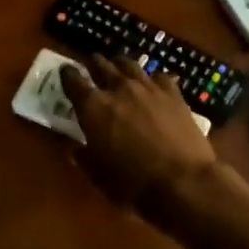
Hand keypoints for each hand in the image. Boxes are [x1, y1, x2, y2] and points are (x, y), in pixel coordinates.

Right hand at [60, 55, 215, 210]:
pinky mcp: (173, 94)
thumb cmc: (133, 184)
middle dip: (94, 64)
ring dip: (120, 65)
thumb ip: (84, 158)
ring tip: (118, 67)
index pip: (73, 80)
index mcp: (93, 107)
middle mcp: (118, 89)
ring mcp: (148, 88)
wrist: (183, 181)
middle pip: (102, 65)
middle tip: (92, 66)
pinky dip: (152, 79)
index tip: (65, 72)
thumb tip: (74, 149)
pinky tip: (153, 84)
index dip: (67, 74)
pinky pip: (159, 76)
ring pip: (129, 65)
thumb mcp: (98, 176)